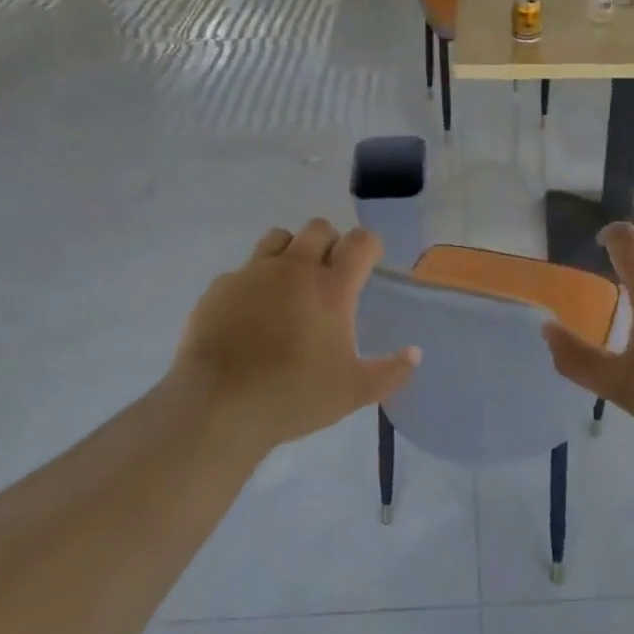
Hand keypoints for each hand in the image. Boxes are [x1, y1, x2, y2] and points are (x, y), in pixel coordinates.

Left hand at [168, 220, 419, 451]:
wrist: (218, 405)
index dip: (369, 246)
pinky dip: (254, 281)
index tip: (370, 262)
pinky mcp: (220, 287)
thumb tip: (415, 353)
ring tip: (290, 284)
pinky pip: (243, 269)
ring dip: (291, 251)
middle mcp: (294, 268)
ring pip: (278, 237)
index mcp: (332, 287)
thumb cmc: (294, 395)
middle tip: (330, 274)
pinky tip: (251, 313)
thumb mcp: (354, 392)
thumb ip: (391, 371)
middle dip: (330, 242)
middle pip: (319, 228)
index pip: (360, 242)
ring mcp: (253, 273)